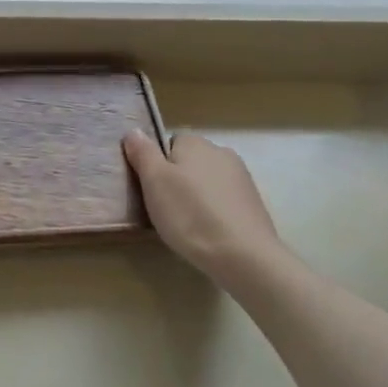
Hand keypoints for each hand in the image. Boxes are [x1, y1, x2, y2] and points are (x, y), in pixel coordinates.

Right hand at [122, 130, 287, 288]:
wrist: (243, 255)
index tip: (152, 189)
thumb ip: (142, 152)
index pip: (169, 143)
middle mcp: (221, 152)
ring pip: (207, 182)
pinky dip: (215, 211)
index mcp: (195, 142)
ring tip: (187, 224)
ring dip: (197, 196)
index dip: (157, 165)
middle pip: (189, 162)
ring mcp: (242, 178)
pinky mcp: (253, 203)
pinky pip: (224, 200)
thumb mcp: (154, 181)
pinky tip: (209, 232)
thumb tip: (134, 131)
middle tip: (165, 208)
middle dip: (177, 180)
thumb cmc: (190, 214)